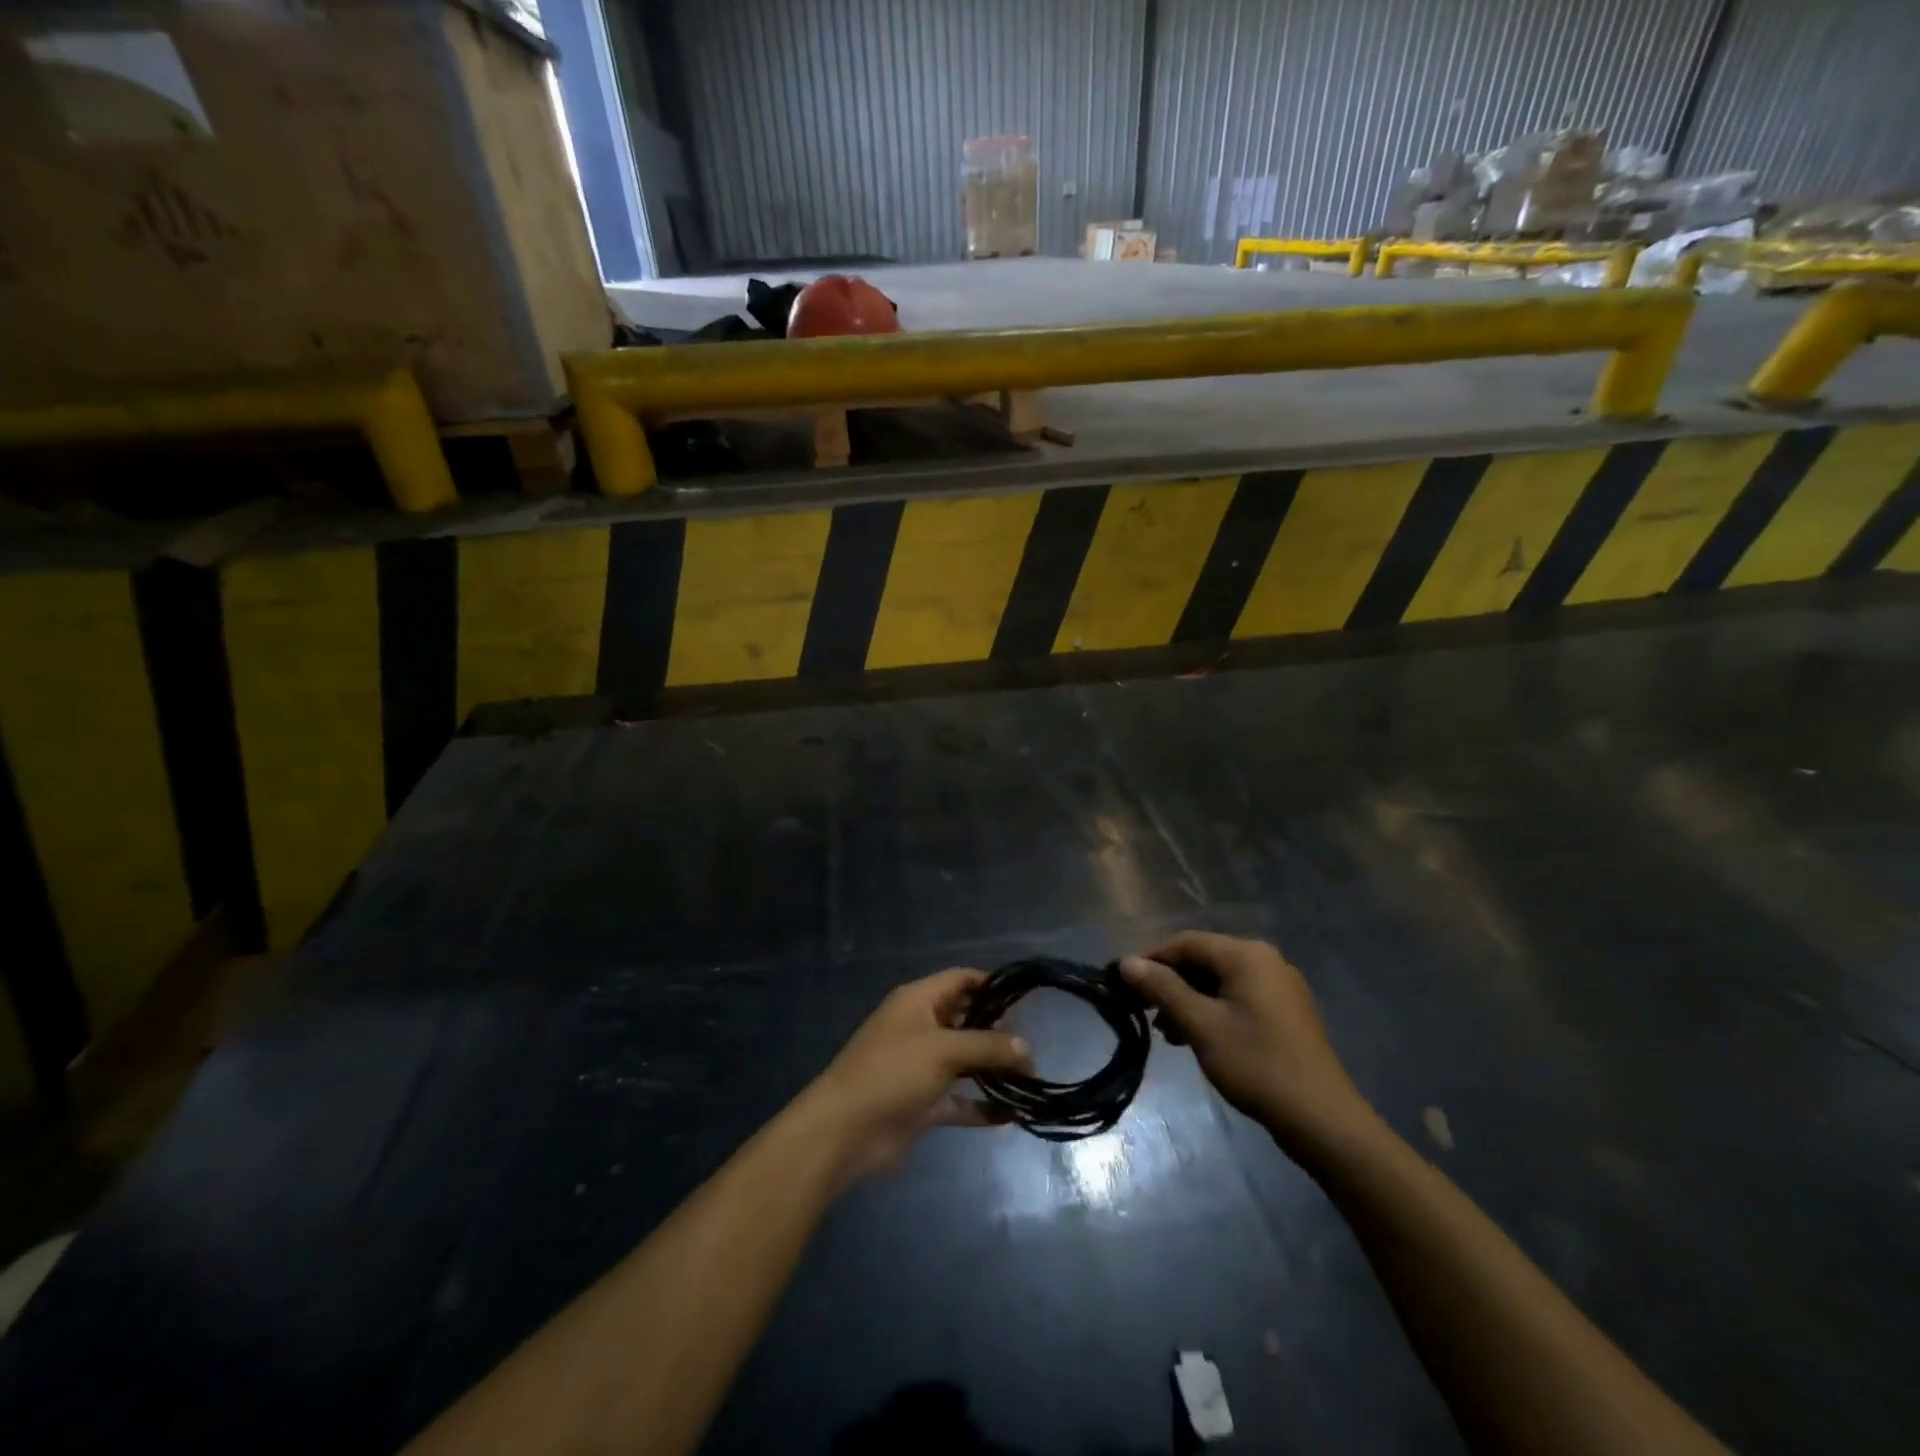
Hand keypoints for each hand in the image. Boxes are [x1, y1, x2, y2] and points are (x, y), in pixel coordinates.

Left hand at [802, 969, 1032, 1181]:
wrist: (844, 1131)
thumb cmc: (892, 1072)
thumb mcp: (943, 1050)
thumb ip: (987, 1046)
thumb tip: (1027, 1048)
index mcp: (918, 1001)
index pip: (960, 980)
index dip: (991, 984)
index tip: (1026, 997)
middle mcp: (920, 1027)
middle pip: (966, 1020)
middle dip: (998, 1031)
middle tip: (1035, 1044)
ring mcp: (921, 1067)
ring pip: (965, 1062)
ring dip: (993, 1070)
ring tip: (1032, 1079)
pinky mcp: (922, 1103)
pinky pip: (959, 1100)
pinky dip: (981, 1106)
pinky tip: (1012, 1115)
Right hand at [1120, 932, 1374, 1151]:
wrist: (1322, 1120)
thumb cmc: (1257, 1065)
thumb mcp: (1201, 1025)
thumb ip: (1163, 989)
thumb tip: (1126, 962)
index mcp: (1247, 954)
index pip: (1185, 942)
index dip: (1150, 959)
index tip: (1122, 984)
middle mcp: (1265, 960)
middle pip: (1203, 959)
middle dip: (1169, 982)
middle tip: (1140, 1009)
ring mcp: (1279, 986)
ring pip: (1219, 980)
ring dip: (1188, 999)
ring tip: (1165, 1031)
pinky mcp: (1286, 1012)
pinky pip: (1237, 997)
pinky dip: (1212, 1010)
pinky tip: (1195, 1037)